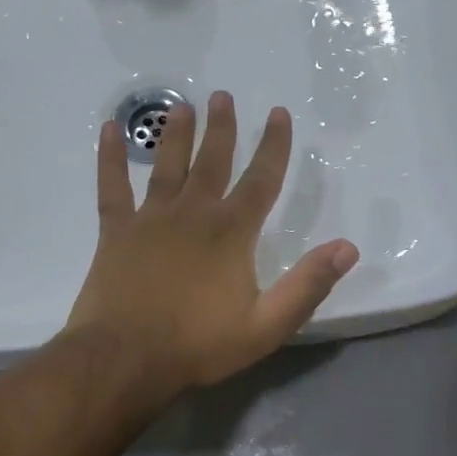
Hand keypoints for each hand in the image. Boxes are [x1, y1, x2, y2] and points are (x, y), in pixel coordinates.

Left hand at [64, 91, 358, 408]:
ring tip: (183, 106)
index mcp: (232, 232)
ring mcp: (150, 218)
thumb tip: (348, 248)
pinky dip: (110, 157)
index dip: (274, 145)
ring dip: (176, 133)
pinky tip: (108, 129)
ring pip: (166, 165)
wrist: (125, 359)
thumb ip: (307, 284)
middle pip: (212, 161)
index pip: (261, 179)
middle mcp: (193, 213)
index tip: (279, 113)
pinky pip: (112, 185)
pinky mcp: (116, 231)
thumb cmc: (199, 344)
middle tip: (223, 95)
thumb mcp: (266, 325)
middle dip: (222, 128)